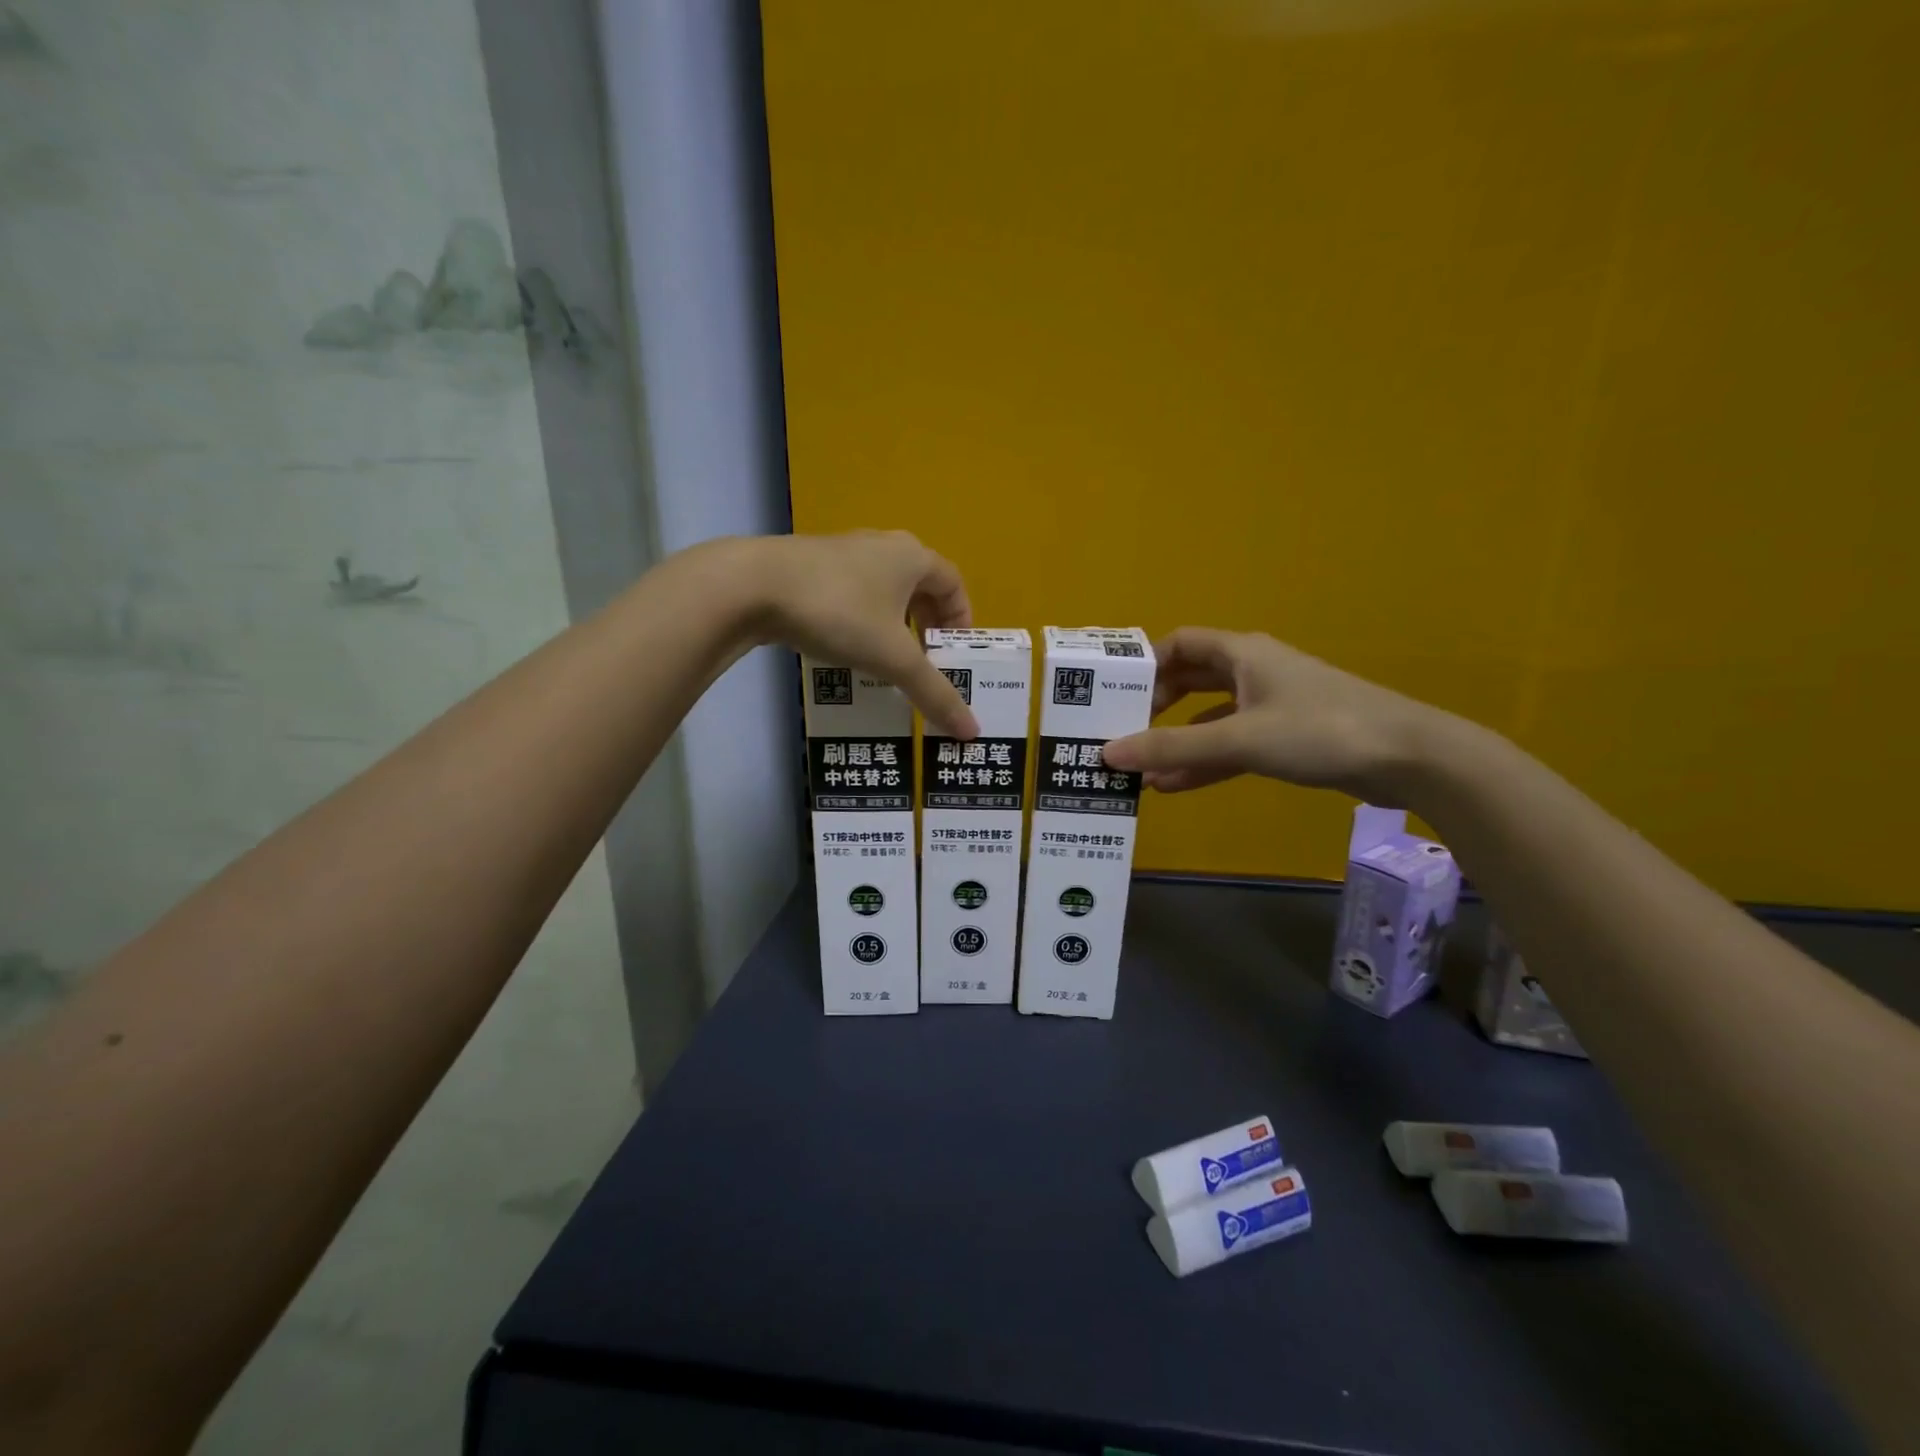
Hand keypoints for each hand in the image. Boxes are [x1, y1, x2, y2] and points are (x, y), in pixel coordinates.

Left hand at [747, 531, 978, 737]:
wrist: (752, 586)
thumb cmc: (840, 612)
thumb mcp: (893, 658)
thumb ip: (934, 693)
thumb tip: (972, 732)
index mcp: (912, 557)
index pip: (953, 583)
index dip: (961, 618)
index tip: (955, 654)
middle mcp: (882, 546)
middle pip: (919, 584)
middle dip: (928, 624)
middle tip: (926, 662)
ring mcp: (843, 552)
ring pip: (883, 590)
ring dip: (894, 624)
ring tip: (888, 662)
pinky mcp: (810, 567)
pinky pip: (852, 594)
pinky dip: (861, 621)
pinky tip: (847, 650)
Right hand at [1101, 628, 1445, 802]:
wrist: (1408, 757)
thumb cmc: (1318, 731)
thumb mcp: (1239, 740)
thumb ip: (1172, 749)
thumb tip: (1107, 753)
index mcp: (1242, 653)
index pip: (1180, 644)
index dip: (1145, 664)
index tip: (1115, 693)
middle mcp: (1253, 671)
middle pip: (1191, 680)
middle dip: (1155, 707)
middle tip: (1122, 731)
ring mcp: (1272, 705)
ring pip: (1210, 718)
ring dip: (1177, 742)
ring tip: (1140, 770)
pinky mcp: (1287, 737)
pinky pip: (1233, 744)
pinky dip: (1205, 761)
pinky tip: (1175, 786)